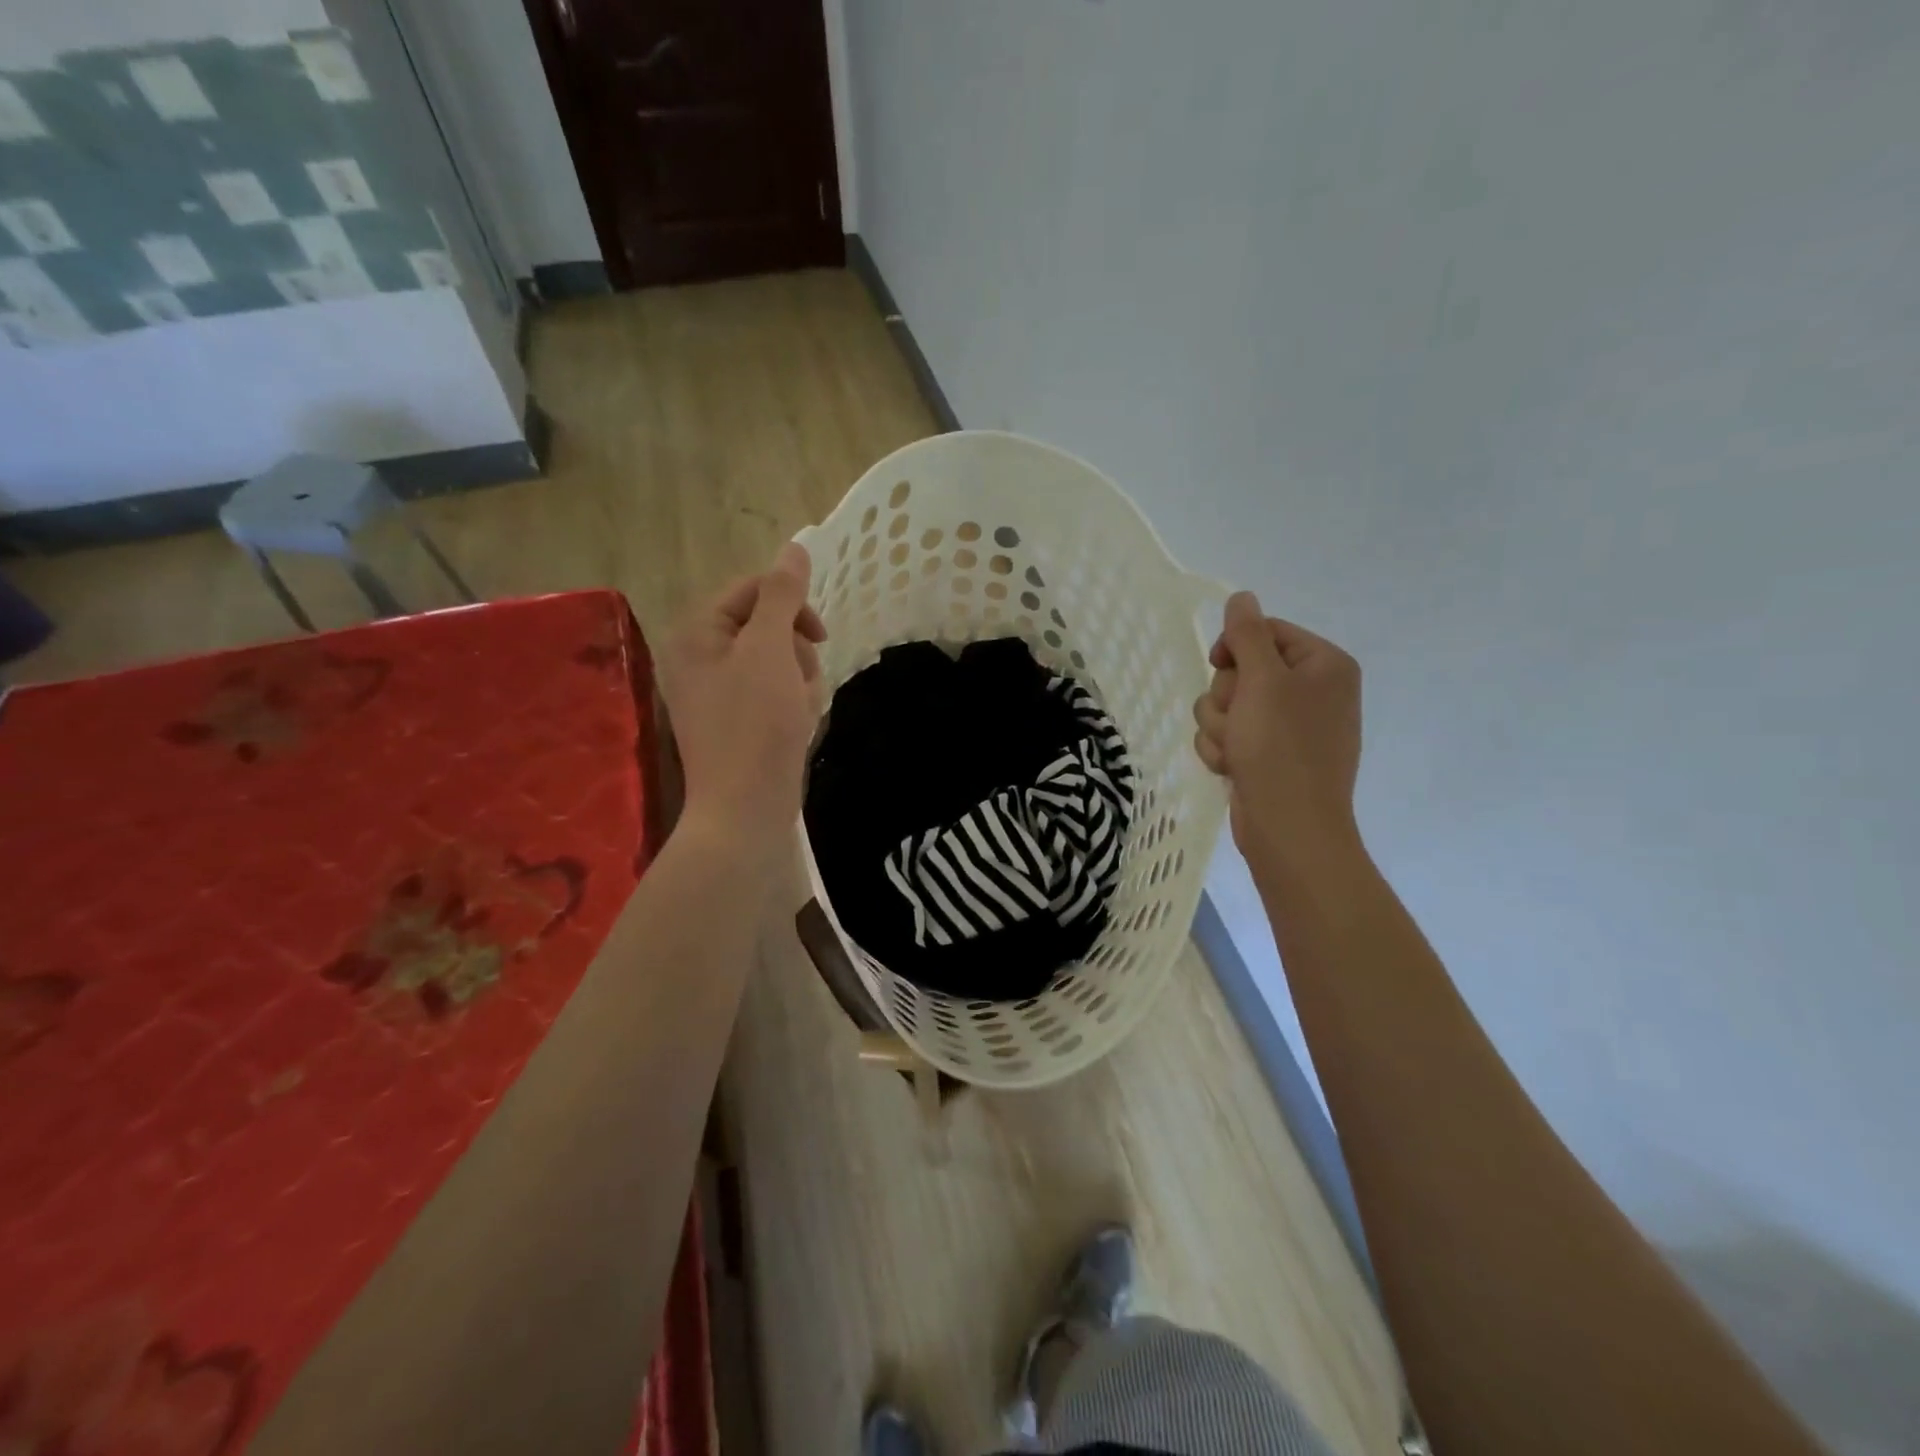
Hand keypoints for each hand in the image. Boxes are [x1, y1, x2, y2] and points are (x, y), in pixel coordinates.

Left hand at [659, 542, 826, 848]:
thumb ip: (782, 595)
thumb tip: (793, 547)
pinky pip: (775, 691)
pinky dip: (793, 703)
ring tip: (799, 711)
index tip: (819, 635)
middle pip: (767, 626)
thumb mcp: (771, 649)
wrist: (747, 807)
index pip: (752, 590)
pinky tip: (797, 727)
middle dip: (796, 652)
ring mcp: (718, 692)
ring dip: (800, 680)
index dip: (791, 605)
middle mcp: (701, 657)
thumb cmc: (756, 723)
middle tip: (798, 684)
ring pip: (778, 660)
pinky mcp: (738, 720)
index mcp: (697, 633)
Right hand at [1193, 592, 1363, 874]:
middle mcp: (1311, 691)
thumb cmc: (1280, 748)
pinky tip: (1232, 769)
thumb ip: (1248, 634)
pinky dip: (1223, 750)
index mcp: (1324, 665)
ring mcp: (1290, 727)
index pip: (1265, 631)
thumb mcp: (1262, 681)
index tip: (1220, 666)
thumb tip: (1242, 596)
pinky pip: (1229, 735)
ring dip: (1218, 727)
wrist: (1289, 827)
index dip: (1234, 648)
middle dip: (1225, 697)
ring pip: (1226, 705)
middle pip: (1241, 670)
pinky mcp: (1269, 755)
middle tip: (1237, 721)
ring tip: (1234, 751)